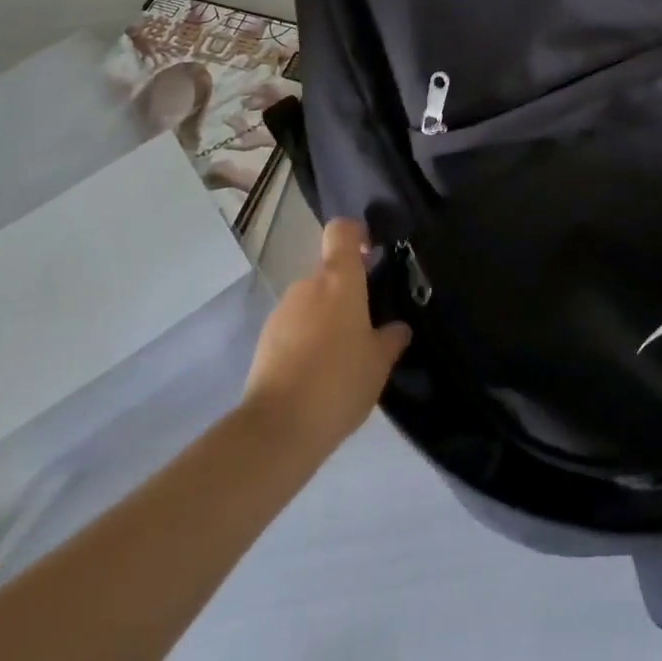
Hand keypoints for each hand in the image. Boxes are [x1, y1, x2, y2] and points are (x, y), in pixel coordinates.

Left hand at [242, 219, 410, 454]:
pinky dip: (306, 340)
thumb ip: (391, 338)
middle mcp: (308, 285)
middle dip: (346, 292)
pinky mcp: (264, 340)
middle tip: (364, 325)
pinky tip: (316, 375)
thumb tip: (397, 328)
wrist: (277, 429)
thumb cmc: (338, 382)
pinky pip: (293, 327)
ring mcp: (282, 311)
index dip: (356, 234)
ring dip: (325, 318)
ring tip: (340, 357)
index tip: (371, 255)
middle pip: (329, 272)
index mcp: (339, 279)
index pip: (342, 231)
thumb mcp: (379, 363)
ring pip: (311, 301)